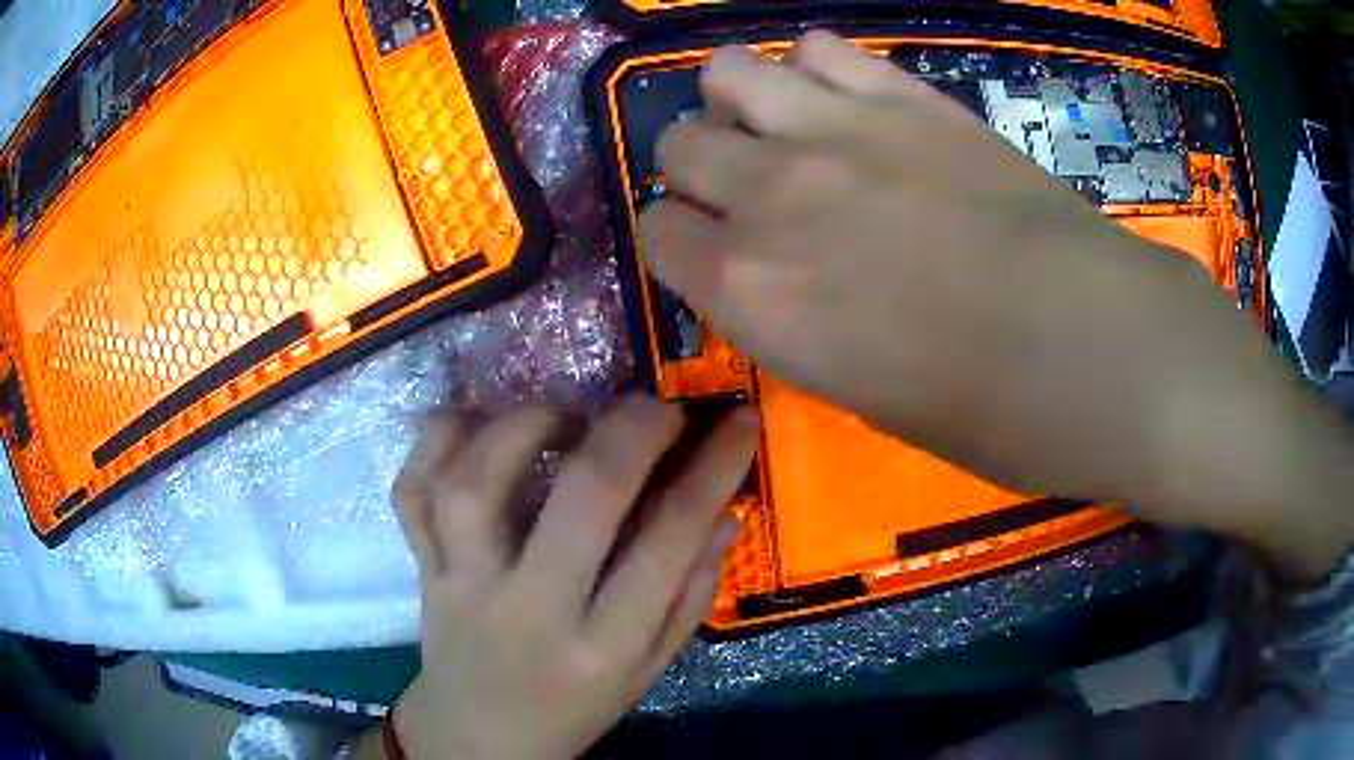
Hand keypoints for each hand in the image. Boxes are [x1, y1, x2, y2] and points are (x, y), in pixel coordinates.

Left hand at [386, 396, 756, 759]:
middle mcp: (530, 610)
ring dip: (521, 426)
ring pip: (476, 485)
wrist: (476, 735)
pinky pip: (411, 492)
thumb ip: (688, 599)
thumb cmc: (573, 708)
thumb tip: (726, 514)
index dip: (712, 472)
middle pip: (579, 501)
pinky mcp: (422, 569)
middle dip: (629, 435)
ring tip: (560, 412)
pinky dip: (434, 442)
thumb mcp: (646, 672)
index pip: (668, 544)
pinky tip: (472, 421)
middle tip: (655, 407)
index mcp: (602, 647)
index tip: (739, 421)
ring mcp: (462, 585)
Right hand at [643, 32, 1353, 576]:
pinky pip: (822, 48)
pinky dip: (816, 68)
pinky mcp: (906, 97)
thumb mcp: (858, 393)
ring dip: (738, 100)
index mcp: (749, 290)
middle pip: (677, 144)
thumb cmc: (980, 411)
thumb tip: (776, 277)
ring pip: (726, 74)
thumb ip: (793, 318)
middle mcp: (769, 193)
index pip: (654, 236)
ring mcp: (836, 127)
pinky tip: (843, 99)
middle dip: (699, 167)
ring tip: (778, 125)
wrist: (1093, 350)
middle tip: (746, 188)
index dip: (678, 243)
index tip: (709, 252)